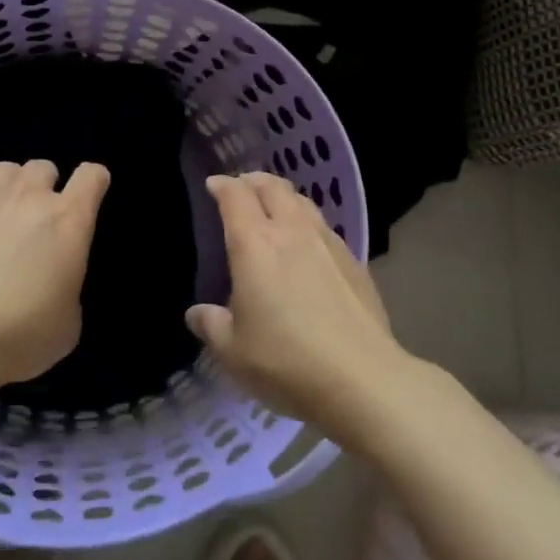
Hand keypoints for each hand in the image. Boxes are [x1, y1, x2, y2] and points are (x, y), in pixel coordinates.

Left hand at [0, 160, 109, 392]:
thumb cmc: (24, 332)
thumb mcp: (68, 321)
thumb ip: (67, 287)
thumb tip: (55, 284)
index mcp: (69, 219)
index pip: (92, 175)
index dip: (93, 182)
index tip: (89, 197)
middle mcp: (30, 196)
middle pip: (43, 166)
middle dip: (43, 186)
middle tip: (35, 218)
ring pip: (2, 168)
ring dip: (6, 186)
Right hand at [188, 172, 404, 432]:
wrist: (362, 379)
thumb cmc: (286, 362)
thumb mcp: (233, 352)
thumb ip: (212, 326)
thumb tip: (197, 313)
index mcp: (255, 244)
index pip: (235, 196)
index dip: (222, 185)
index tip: (213, 185)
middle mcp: (291, 231)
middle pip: (273, 187)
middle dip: (254, 181)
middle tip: (242, 187)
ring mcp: (327, 243)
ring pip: (302, 202)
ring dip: (283, 196)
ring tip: (274, 207)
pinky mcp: (354, 261)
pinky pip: (324, 226)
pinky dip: (307, 222)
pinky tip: (307, 244)